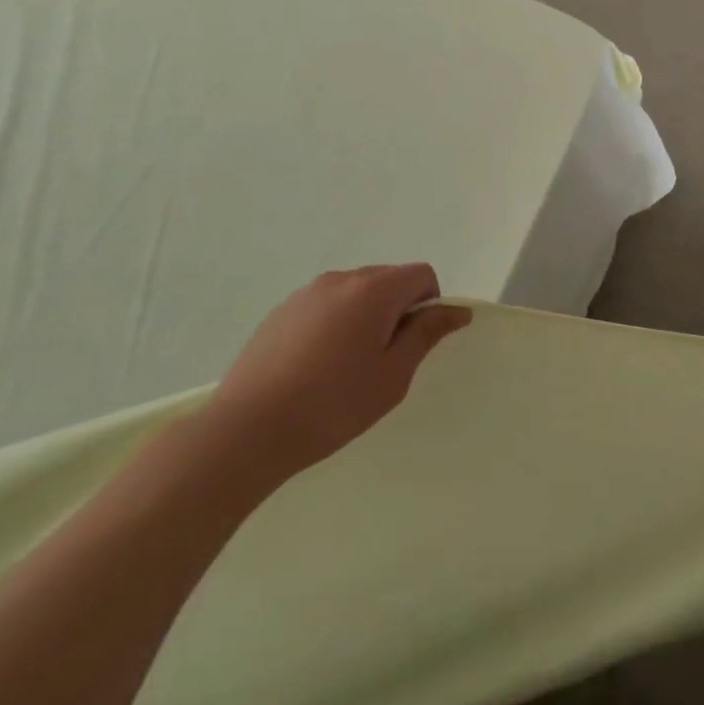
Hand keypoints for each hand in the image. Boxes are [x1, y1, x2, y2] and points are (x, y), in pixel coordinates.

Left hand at [200, 264, 470, 490]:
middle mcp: (341, 279)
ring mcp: (306, 294)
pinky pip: (324, 306)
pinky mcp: (280, 312)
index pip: (421, 274)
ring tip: (347, 367)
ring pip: (354, 293)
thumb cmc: (333, 404)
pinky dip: (335, 325)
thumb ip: (426, 334)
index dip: (430, 304)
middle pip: (388, 279)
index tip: (414, 344)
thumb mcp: (393, 375)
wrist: (246, 430)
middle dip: (397, 310)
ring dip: (365, 317)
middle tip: (385, 360)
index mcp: (374, 290)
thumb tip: (456, 310)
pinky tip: (316, 368)